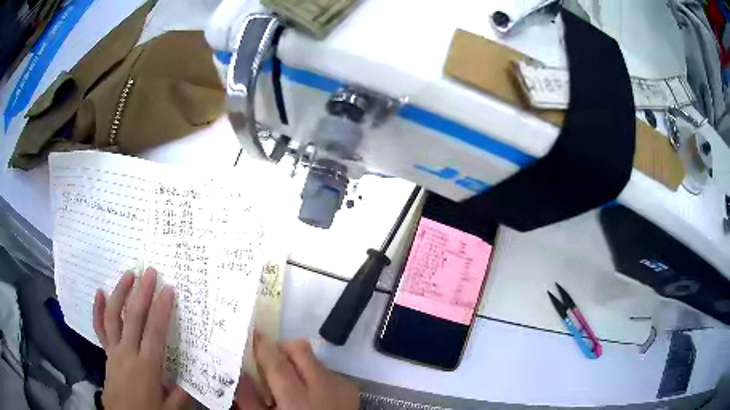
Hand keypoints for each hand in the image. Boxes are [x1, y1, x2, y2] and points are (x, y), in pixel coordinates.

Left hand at [93, 268, 189, 409]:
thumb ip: (180, 394)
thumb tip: (189, 378)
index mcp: (146, 367)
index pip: (155, 332)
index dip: (162, 309)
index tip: (168, 289)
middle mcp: (128, 353)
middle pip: (134, 317)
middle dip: (142, 293)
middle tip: (150, 272)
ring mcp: (114, 351)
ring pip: (114, 316)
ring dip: (120, 293)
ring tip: (128, 275)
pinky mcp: (107, 353)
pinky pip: (100, 328)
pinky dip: (98, 309)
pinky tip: (100, 292)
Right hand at [234, 333, 359, 409]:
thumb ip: (250, 400)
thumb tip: (238, 375)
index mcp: (297, 399)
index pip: (276, 362)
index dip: (262, 344)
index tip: (251, 332)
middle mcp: (322, 387)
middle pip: (300, 348)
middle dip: (282, 347)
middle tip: (270, 360)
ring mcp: (340, 386)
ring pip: (314, 358)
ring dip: (298, 362)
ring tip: (291, 381)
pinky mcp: (350, 389)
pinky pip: (327, 370)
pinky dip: (314, 374)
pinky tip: (311, 392)